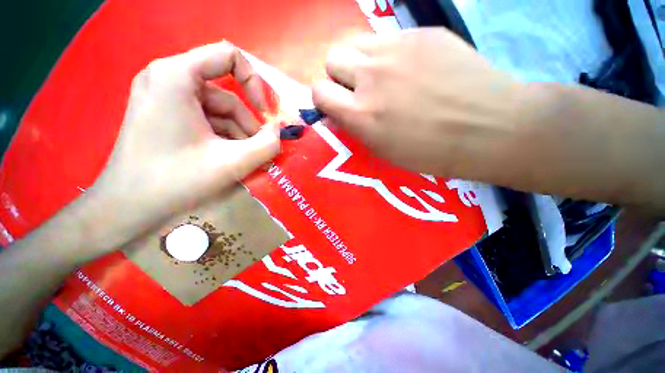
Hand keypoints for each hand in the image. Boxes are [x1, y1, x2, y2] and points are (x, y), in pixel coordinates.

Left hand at [88, 41, 279, 249]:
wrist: (126, 207)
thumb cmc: (175, 180)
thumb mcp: (232, 162)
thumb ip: (267, 145)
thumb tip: (279, 133)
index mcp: (176, 76)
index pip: (229, 56)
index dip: (256, 83)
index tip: (266, 115)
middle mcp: (166, 78)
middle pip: (226, 94)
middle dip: (248, 124)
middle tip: (258, 151)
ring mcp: (163, 97)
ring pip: (218, 111)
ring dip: (237, 135)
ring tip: (244, 160)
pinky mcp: (163, 115)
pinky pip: (204, 120)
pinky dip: (222, 137)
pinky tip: (227, 159)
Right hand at [312, 28, 529, 179]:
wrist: (488, 128)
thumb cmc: (430, 152)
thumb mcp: (383, 150)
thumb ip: (355, 127)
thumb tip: (338, 112)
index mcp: (362, 114)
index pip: (319, 91)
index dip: (324, 98)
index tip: (335, 105)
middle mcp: (372, 77)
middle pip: (332, 58)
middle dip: (339, 75)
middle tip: (357, 89)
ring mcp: (398, 48)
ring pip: (355, 42)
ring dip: (359, 60)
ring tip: (380, 75)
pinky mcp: (422, 33)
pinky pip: (388, 38)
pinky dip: (389, 53)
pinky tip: (410, 68)